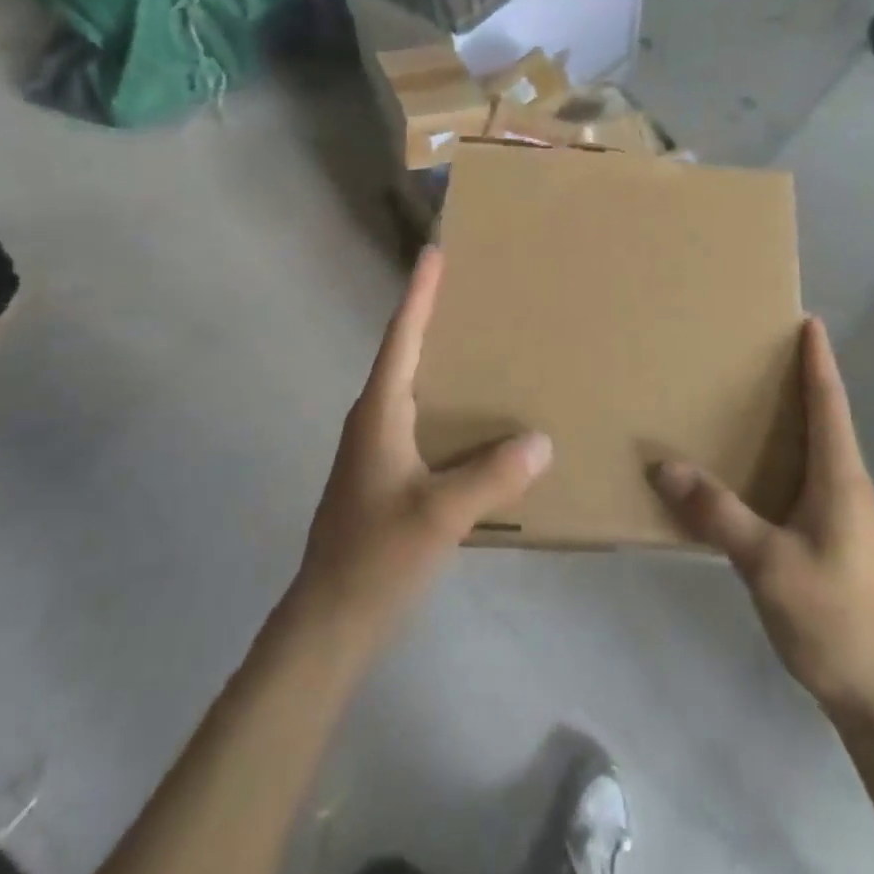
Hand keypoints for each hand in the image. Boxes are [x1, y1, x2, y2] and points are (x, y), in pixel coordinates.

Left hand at [293, 247, 551, 644]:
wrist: (330, 619)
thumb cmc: (377, 557)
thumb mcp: (441, 515)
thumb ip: (492, 476)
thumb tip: (542, 439)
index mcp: (379, 412)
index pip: (402, 338)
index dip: (419, 294)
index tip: (435, 253)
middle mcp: (373, 419)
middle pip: (405, 353)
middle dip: (433, 317)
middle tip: (472, 289)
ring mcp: (375, 448)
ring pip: (412, 387)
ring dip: (441, 360)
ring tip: (483, 343)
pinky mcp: (384, 473)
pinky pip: (419, 419)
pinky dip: (445, 402)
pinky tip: (475, 416)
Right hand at [649, 318, 873, 725]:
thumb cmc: (833, 619)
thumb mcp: (768, 564)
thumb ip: (717, 513)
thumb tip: (663, 465)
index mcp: (840, 479)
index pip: (830, 404)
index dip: (819, 361)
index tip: (809, 321)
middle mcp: (848, 488)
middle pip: (827, 421)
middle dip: (803, 382)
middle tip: (763, 353)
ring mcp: (848, 518)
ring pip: (819, 453)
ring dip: (795, 421)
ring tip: (755, 403)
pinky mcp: (839, 543)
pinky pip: (810, 482)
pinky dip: (787, 459)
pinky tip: (759, 474)